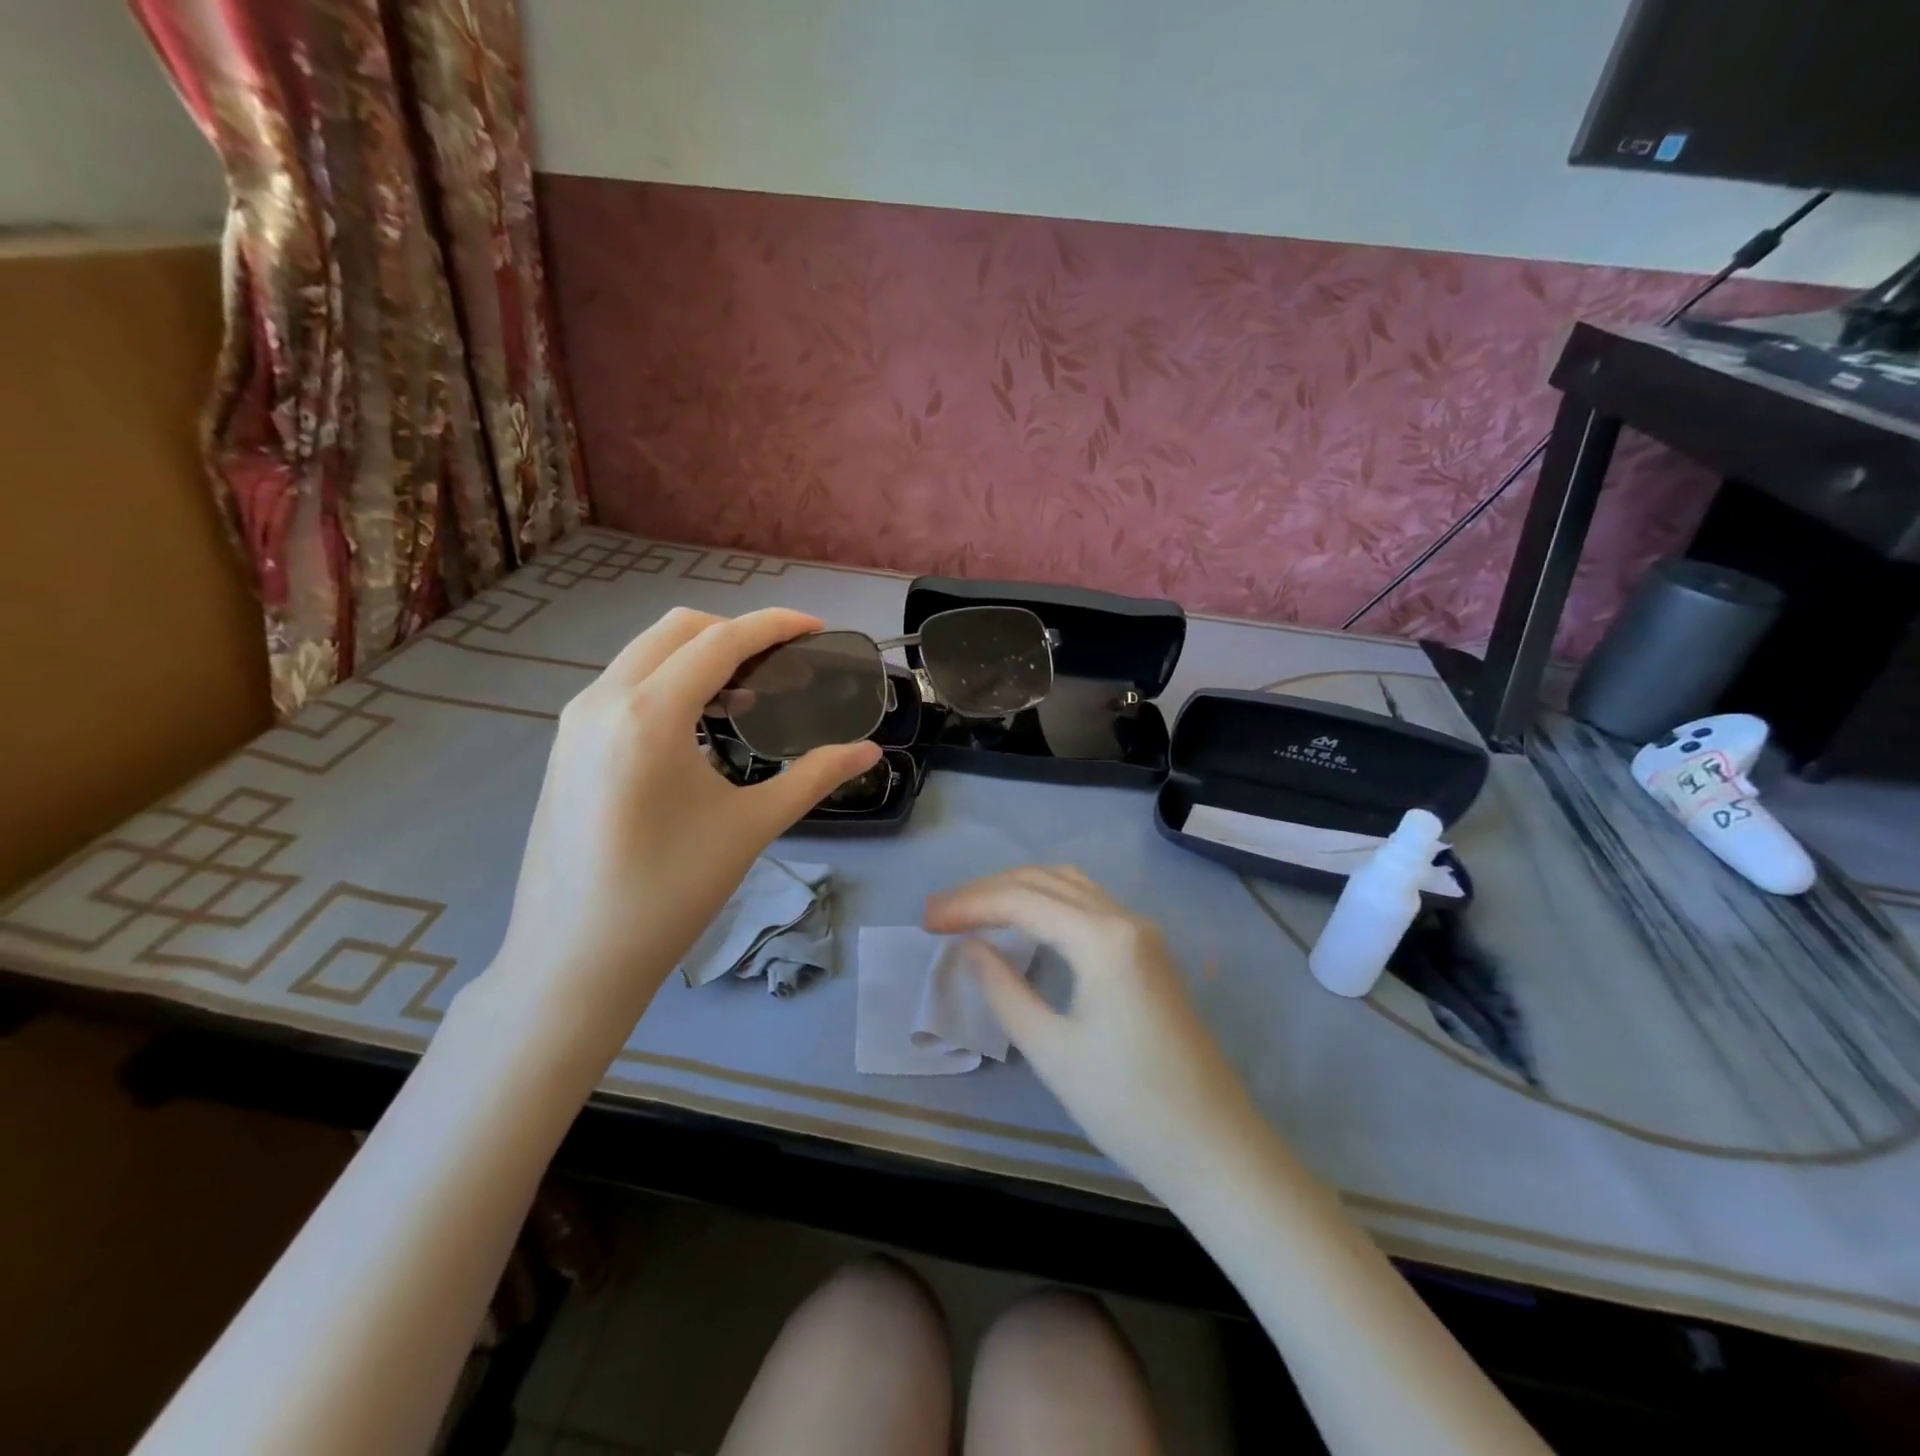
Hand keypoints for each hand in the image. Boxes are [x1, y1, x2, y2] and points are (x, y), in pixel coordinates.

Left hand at [476, 608, 880, 1059]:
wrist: (576, 958)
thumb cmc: (671, 893)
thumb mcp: (751, 826)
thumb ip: (815, 776)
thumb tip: (870, 750)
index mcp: (648, 714)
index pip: (720, 641)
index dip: (774, 626)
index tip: (817, 629)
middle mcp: (603, 700)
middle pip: (678, 630)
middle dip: (737, 632)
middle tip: (785, 664)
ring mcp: (575, 720)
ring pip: (646, 653)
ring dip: (701, 656)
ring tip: (749, 693)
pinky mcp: (566, 744)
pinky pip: (625, 684)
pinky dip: (670, 681)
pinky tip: (700, 724)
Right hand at [924, 867, 1261, 1193]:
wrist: (1215, 1149)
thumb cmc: (1128, 1106)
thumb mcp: (1051, 1050)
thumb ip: (1003, 988)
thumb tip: (970, 946)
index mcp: (1104, 938)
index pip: (1022, 900)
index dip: (968, 904)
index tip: (925, 921)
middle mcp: (1125, 920)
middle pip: (1044, 880)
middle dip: (987, 890)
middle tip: (939, 915)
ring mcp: (1142, 934)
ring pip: (1069, 887)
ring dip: (1018, 890)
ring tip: (973, 912)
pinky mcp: (1147, 953)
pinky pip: (1088, 907)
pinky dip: (1047, 904)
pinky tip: (1024, 925)